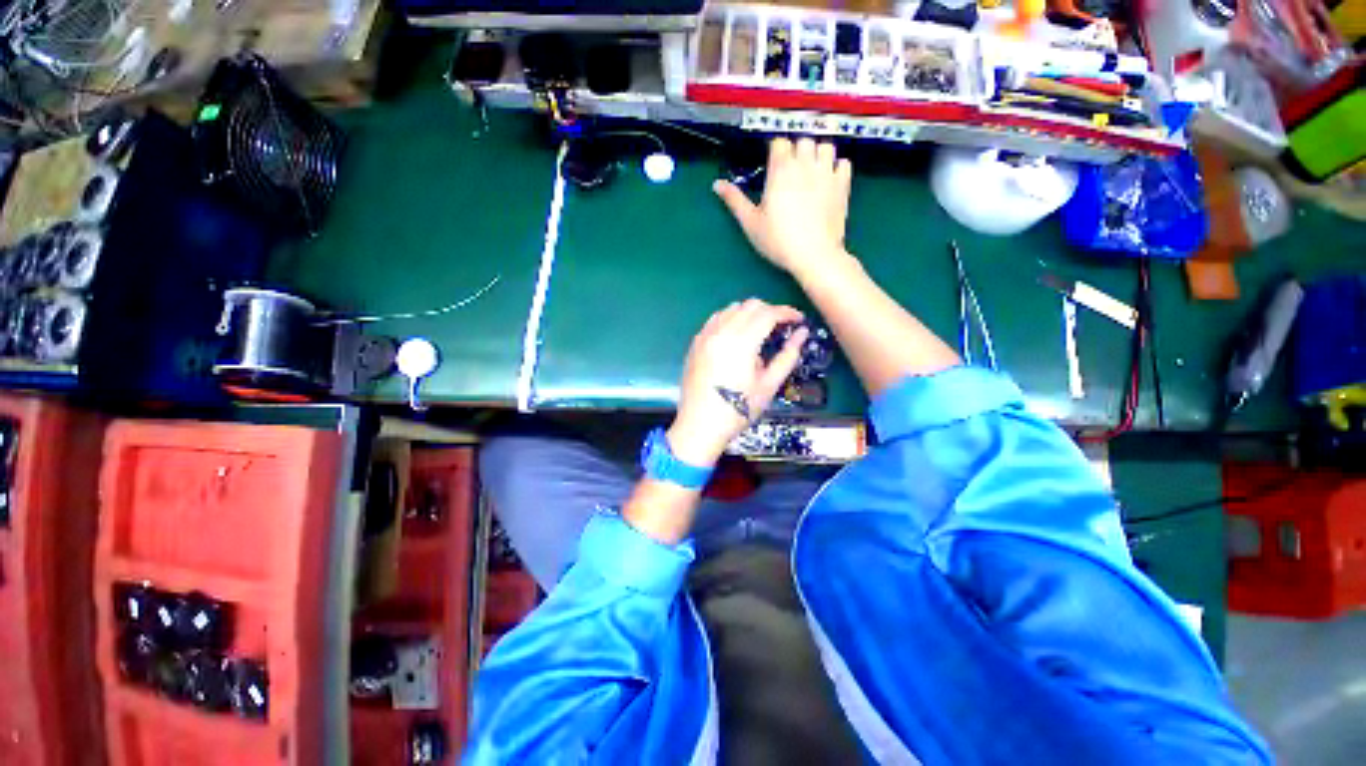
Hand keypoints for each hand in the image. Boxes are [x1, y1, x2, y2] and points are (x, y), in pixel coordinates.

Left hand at [668, 299, 808, 466]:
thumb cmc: (738, 409)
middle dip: (770, 311)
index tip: (798, 320)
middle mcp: (721, 331)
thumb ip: (787, 356)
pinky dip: (731, 319)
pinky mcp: (696, 342)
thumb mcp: (769, 385)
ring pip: (731, 308)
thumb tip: (801, 333)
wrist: (700, 425)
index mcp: (742, 342)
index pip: (768, 313)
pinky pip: (716, 319)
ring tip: (759, 330)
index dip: (787, 312)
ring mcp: (705, 335)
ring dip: (749, 313)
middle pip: (750, 305)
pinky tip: (736, 335)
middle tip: (781, 327)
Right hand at [714, 137, 852, 277]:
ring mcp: (827, 173)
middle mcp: (805, 164)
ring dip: (817, 153)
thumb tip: (717, 184)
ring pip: (825, 146)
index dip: (775, 150)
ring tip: (810, 171)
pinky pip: (844, 162)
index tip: (771, 165)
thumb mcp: (751, 223)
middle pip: (803, 140)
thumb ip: (735, 200)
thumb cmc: (778, 240)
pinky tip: (828, 179)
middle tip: (790, 171)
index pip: (779, 142)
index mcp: (781, 170)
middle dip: (796, 150)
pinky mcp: (843, 185)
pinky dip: (836, 166)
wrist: (813, 255)